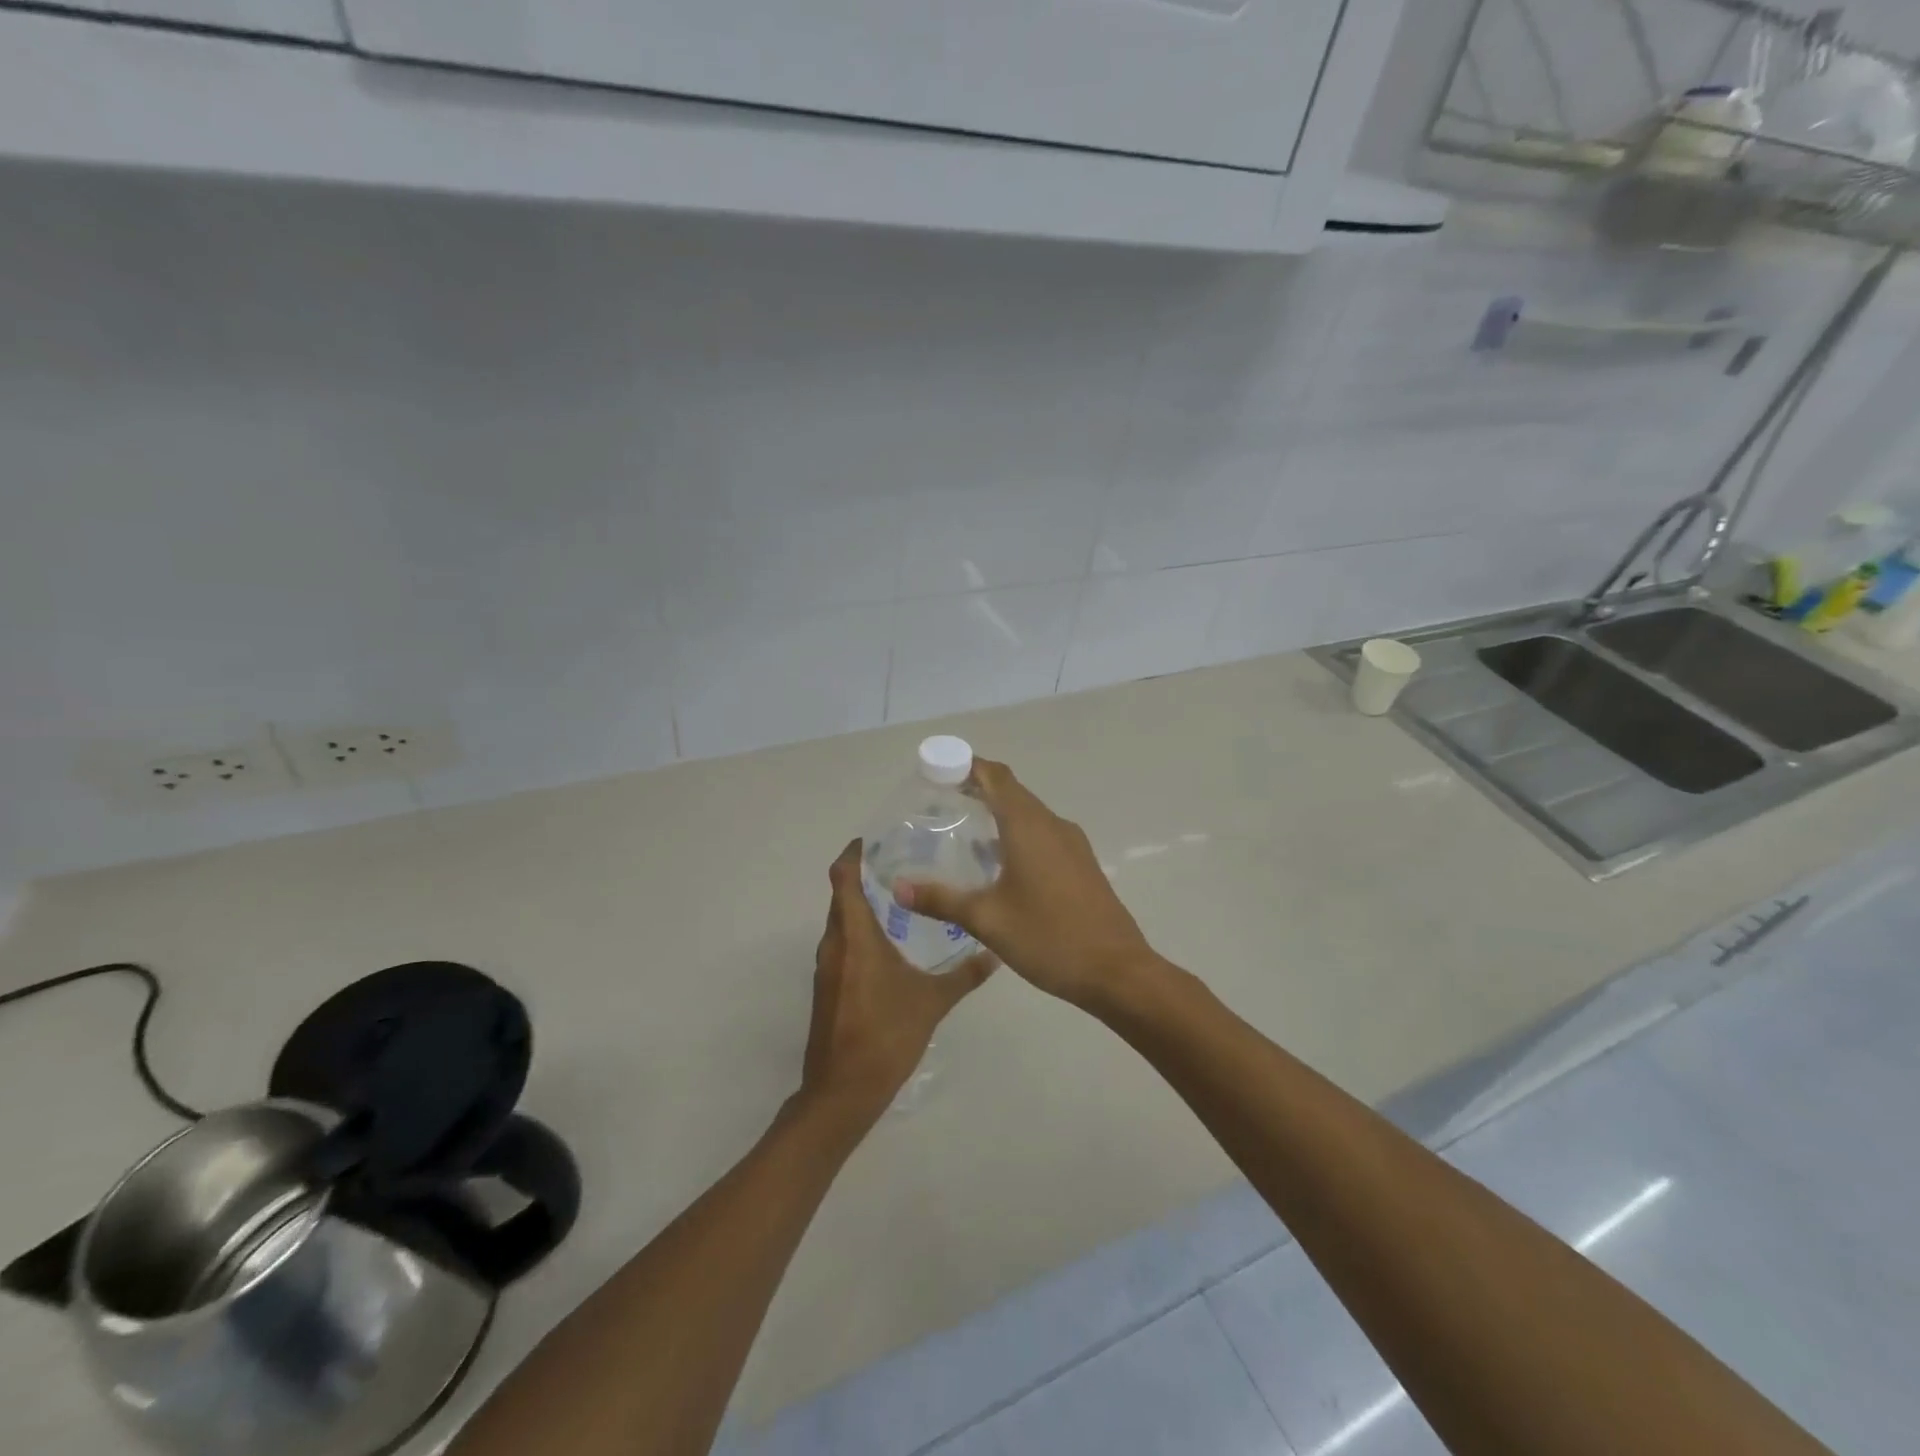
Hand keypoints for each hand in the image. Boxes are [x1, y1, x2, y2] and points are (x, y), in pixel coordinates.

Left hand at [800, 841, 995, 1122]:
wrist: (843, 1091)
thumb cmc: (886, 1035)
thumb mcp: (932, 1002)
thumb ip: (964, 974)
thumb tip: (995, 953)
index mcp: (855, 936)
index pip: (843, 877)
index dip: (854, 853)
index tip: (878, 839)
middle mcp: (835, 943)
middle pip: (842, 895)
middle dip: (866, 875)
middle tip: (904, 862)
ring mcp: (827, 966)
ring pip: (842, 921)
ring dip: (864, 904)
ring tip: (903, 896)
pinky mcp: (828, 986)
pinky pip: (842, 943)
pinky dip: (861, 930)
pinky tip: (892, 940)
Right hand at [894, 760, 1156, 1011]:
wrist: (1116, 971)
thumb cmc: (1048, 937)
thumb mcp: (987, 919)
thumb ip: (941, 899)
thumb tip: (898, 888)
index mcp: (1028, 826)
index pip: (996, 776)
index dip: (967, 766)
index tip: (937, 771)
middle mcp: (1052, 824)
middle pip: (1012, 791)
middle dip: (978, 789)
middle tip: (941, 802)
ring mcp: (1072, 844)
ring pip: (1029, 814)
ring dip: (998, 813)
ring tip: (964, 832)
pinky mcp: (1082, 864)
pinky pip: (1043, 834)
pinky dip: (1017, 834)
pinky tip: (999, 864)